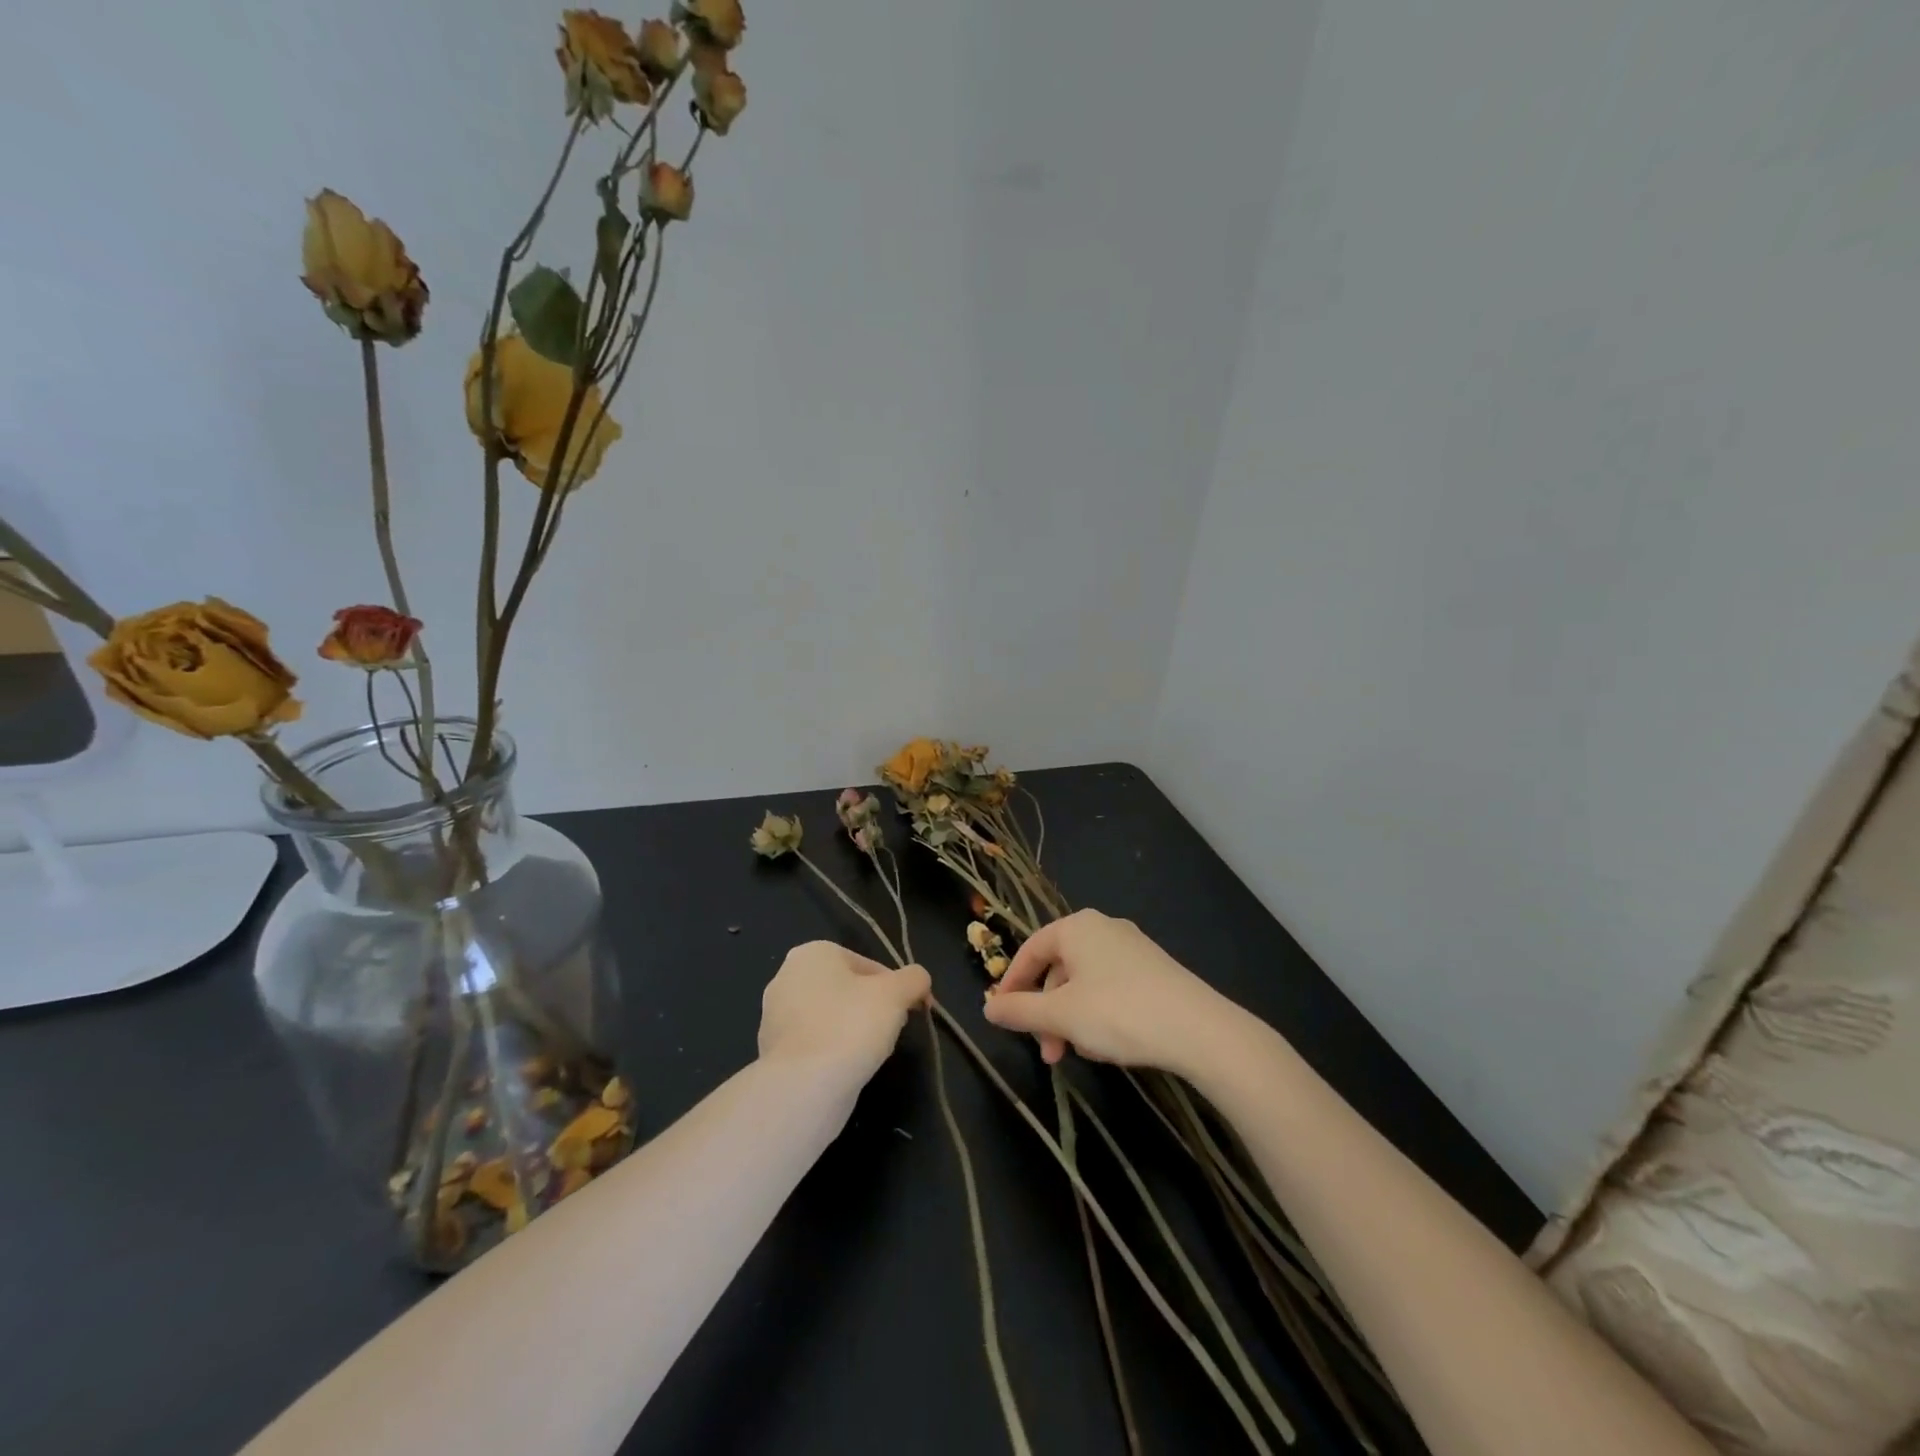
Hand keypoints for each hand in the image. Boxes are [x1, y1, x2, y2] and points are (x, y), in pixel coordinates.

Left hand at [757, 942, 931, 1088]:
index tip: (910, 1012)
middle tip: (890, 1032)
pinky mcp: (771, 1049)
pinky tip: (844, 1068)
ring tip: (868, 1053)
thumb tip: (919, 981)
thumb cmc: (852, 1026)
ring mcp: (775, 1014)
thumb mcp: (897, 994)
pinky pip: (814, 1042)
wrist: (804, 1087)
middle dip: (872, 1008)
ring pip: (831, 1016)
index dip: (896, 989)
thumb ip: (914, 978)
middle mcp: (787, 975)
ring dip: (852, 1030)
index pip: (869, 966)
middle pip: (848, 989)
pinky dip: (831, 1051)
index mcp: (813, 952)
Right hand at [981, 910, 1245, 1076]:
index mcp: (1076, 927)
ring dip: (1071, 1018)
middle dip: (1046, 1012)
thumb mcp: (1060, 1016)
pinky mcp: (1154, 969)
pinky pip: (1110, 987)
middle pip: (1058, 968)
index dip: (1012, 983)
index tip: (1001, 1015)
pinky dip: (1097, 1013)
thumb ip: (1019, 1010)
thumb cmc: (1118, 1013)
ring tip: (1079, 1054)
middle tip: (1047, 1052)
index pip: (1030, 949)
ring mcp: (1132, 947)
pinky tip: (1107, 1044)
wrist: (1199, 1029)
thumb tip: (987, 1007)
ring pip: (1084, 982)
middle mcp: (1103, 928)